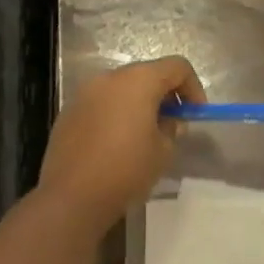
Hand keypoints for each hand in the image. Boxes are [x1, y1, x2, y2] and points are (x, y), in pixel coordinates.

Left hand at [39, 57, 205, 228]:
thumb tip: (168, 121)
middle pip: (146, 74)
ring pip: (121, 89)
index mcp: (138, 81)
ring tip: (145, 135)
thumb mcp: (163, 151)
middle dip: (165, 95)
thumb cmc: (126, 169)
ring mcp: (84, 93)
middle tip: (173, 124)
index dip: (193, 87)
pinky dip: (116, 114)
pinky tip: (117, 143)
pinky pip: (101, 104)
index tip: (195, 114)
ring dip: (139, 104)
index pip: (177, 67)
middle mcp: (109, 78)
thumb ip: (171, 128)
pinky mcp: (69, 112)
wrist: (72, 196)